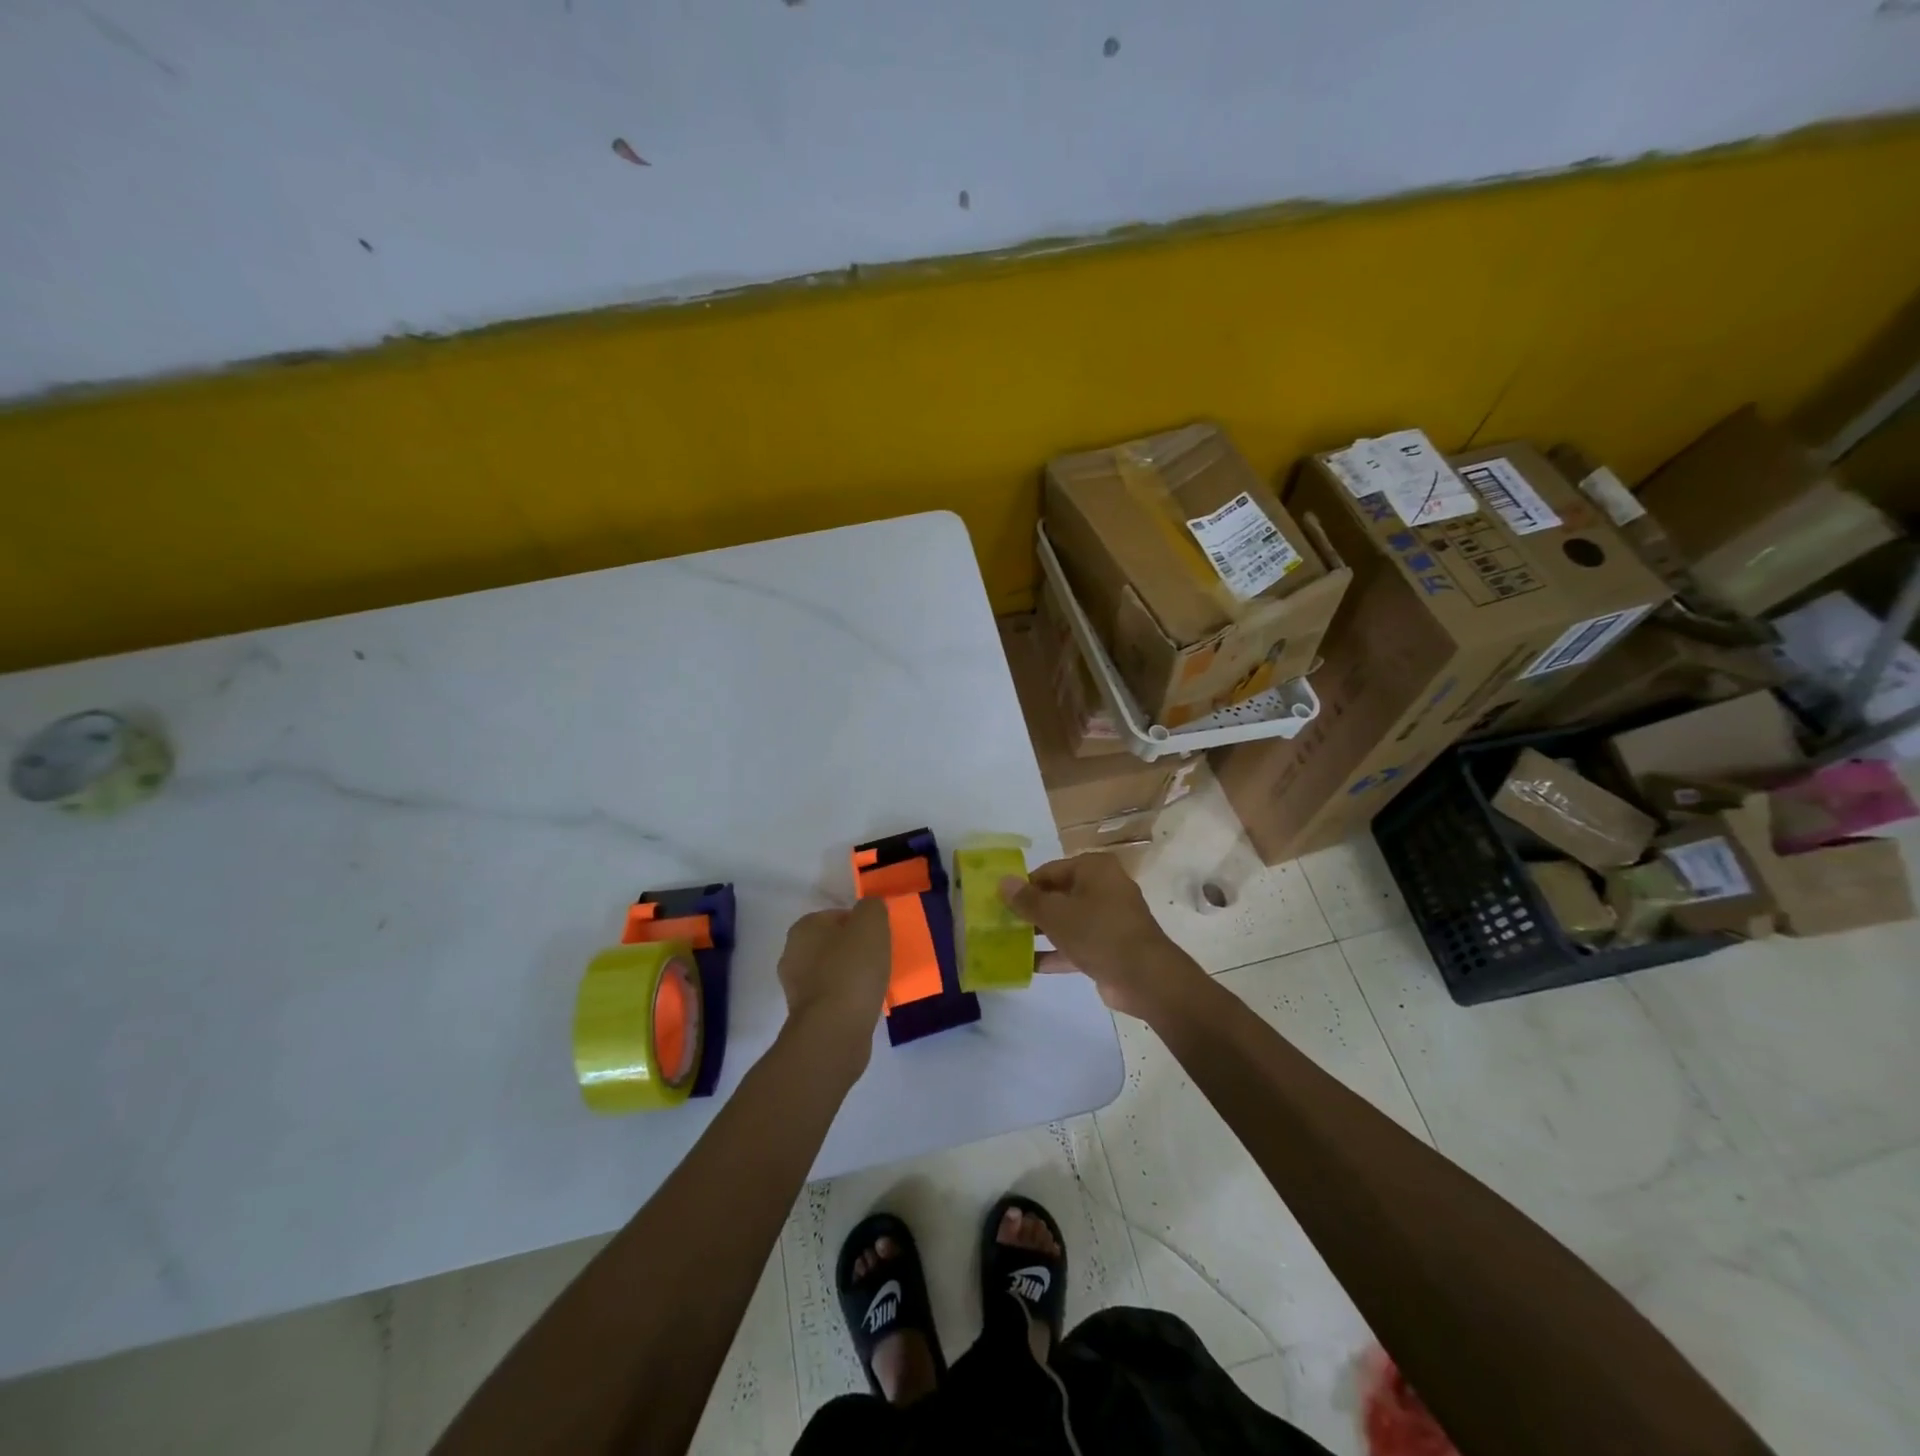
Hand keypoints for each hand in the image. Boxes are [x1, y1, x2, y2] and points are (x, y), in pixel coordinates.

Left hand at [776, 898, 891, 1063]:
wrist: (834, 1032)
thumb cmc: (851, 970)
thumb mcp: (871, 923)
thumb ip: (871, 907)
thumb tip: (870, 910)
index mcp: (803, 928)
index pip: (837, 915)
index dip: (862, 924)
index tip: (879, 938)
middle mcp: (792, 954)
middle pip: (834, 943)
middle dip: (855, 950)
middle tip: (880, 959)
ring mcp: (796, 988)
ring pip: (832, 971)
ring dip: (852, 975)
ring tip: (876, 984)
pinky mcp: (805, 1015)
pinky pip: (833, 997)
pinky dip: (848, 998)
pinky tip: (865, 1004)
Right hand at [1000, 854, 1204, 1019]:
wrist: (1144, 977)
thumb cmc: (1098, 932)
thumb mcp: (1055, 914)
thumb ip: (1027, 899)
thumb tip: (1002, 881)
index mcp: (1094, 869)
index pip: (1049, 871)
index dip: (1024, 886)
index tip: (1001, 902)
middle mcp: (1103, 888)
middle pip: (1058, 895)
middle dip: (1032, 910)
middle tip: (1002, 922)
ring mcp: (1108, 919)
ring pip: (1067, 921)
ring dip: (1041, 932)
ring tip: (1009, 942)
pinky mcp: (1109, 946)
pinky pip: (1076, 944)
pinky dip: (1056, 952)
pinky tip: (1029, 965)